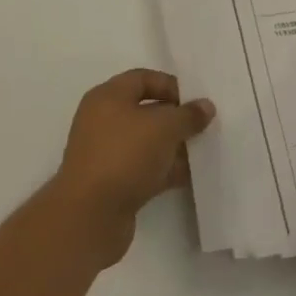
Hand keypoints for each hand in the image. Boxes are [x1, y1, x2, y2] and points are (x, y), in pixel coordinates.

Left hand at [48, 69, 213, 268]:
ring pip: (147, 142)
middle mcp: (103, 121)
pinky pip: (144, 168)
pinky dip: (165, 170)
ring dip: (173, 146)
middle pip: (146, 111)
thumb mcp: (164, 127)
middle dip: (176, 118)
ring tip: (202, 151)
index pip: (143, 78)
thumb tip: (206, 106)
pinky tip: (190, 175)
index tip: (196, 101)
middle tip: (204, 126)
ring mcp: (106, 153)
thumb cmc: (125, 156)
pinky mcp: (112, 183)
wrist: (90, 216)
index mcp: (108, 97)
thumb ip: (188, 115)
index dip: (171, 85)